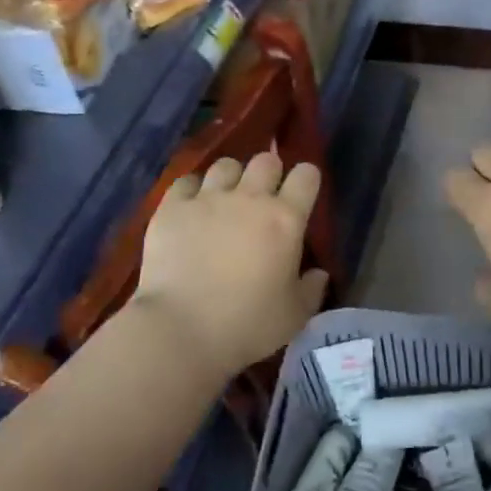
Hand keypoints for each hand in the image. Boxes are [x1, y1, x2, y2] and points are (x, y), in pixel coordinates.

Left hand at [132, 153, 328, 378]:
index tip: (301, 195)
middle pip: (265, 161)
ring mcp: (207, 198)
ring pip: (225, 165)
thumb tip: (318, 273)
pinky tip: (191, 208)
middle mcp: (249, 198)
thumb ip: (311, 289)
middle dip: (269, 173)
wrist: (181, 330)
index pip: (306, 176)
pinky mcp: (172, 207)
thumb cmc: (247, 325)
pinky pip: (186, 181)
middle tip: (263, 198)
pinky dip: (193, 190)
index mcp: (285, 219)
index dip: (306, 180)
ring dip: (231, 179)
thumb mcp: (294, 315)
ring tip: (225, 200)